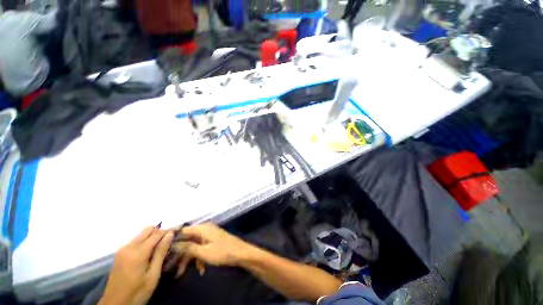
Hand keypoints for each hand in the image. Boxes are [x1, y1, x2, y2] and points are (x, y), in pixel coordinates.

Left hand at [99, 227, 173, 304]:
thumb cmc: (137, 293)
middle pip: (148, 230)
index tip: (179, 230)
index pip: (157, 233)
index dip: (169, 230)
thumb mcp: (153, 275)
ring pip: (142, 234)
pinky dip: (146, 241)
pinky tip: (150, 251)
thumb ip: (161, 253)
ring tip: (162, 246)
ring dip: (153, 236)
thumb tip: (170, 234)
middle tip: (170, 239)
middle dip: (161, 231)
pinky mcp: (120, 253)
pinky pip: (136, 240)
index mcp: (138, 252)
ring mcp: (122, 249)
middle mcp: (129, 246)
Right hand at [173, 223, 252, 270]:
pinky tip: (200, 269)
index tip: (161, 248)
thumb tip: (172, 243)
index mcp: (203, 228)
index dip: (172, 238)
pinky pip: (201, 248)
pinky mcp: (212, 241)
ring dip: (188, 259)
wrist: (240, 253)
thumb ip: (188, 247)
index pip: (183, 230)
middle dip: (180, 254)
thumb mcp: (203, 252)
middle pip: (187, 240)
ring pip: (194, 245)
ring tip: (181, 273)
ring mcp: (209, 235)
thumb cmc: (222, 252)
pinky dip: (199, 258)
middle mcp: (205, 229)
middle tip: (171, 267)